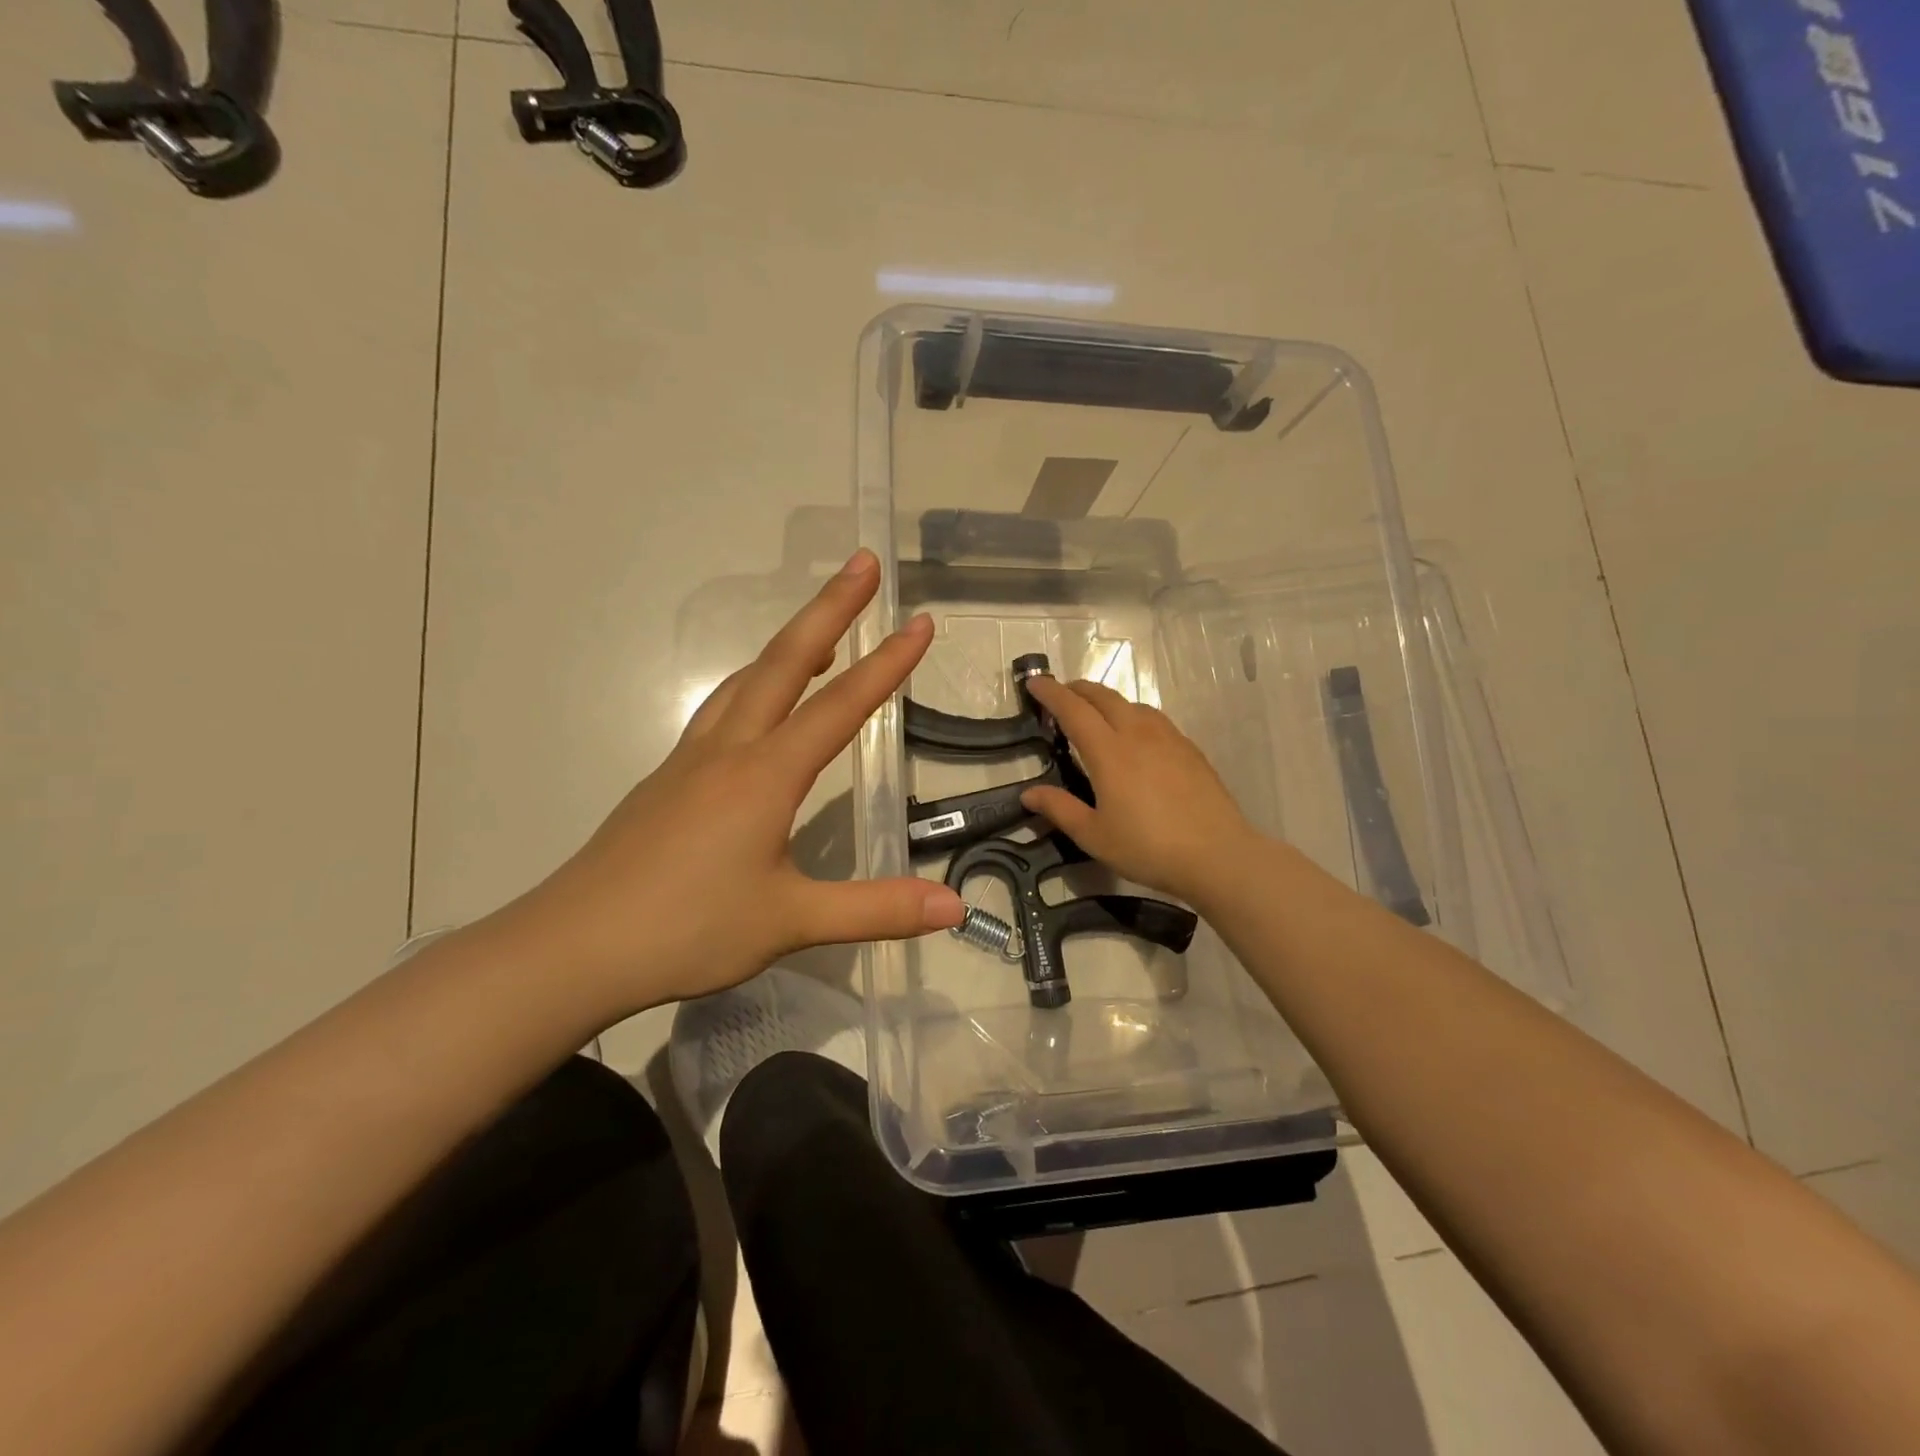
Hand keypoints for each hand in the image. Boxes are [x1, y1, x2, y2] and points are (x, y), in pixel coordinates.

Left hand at [507, 550, 964, 1012]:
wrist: (573, 947)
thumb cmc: (687, 929)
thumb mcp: (791, 921)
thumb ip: (877, 908)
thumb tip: (954, 907)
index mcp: (765, 775)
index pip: (841, 706)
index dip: (887, 664)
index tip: (920, 622)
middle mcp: (728, 750)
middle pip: (785, 661)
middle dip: (830, 608)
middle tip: (862, 564)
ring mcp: (690, 760)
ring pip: (746, 680)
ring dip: (788, 645)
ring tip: (821, 631)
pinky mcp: (666, 779)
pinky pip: (719, 709)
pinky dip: (752, 684)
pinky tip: (756, 705)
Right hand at [1021, 677, 1259, 907]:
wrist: (1217, 855)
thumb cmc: (1148, 848)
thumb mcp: (1094, 835)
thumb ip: (1060, 809)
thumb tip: (1028, 793)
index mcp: (1108, 752)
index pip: (1073, 710)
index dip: (1051, 693)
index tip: (1034, 683)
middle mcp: (1137, 734)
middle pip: (1103, 697)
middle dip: (1077, 689)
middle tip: (1060, 695)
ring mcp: (1168, 738)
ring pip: (1131, 704)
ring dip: (1106, 700)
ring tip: (1095, 713)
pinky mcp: (1189, 749)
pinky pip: (1153, 718)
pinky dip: (1132, 714)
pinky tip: (1135, 735)